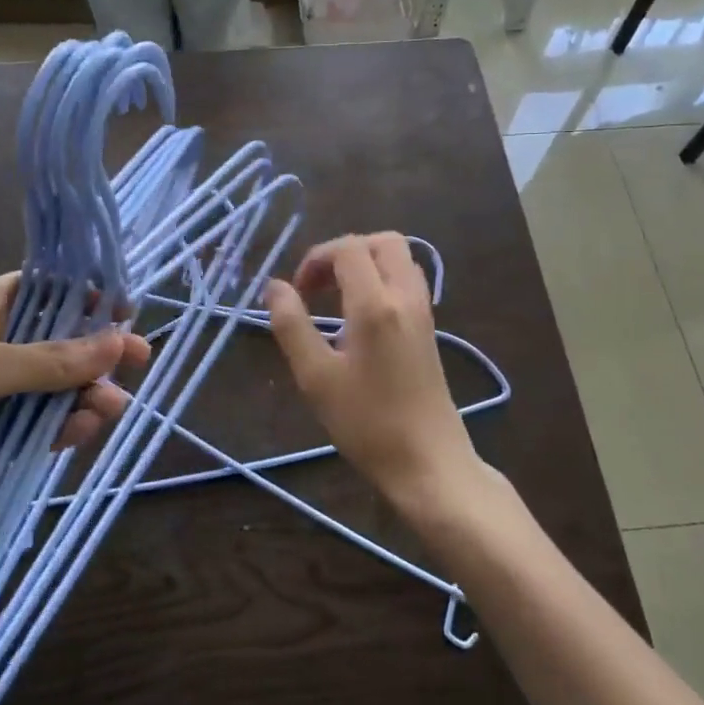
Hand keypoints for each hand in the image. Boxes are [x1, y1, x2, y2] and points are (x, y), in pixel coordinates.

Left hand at [0, 273, 149, 543]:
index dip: (86, 297)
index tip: (125, 308)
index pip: (45, 291)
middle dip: (98, 351)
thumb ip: (52, 359)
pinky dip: (68, 426)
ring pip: (59, 388)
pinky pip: (45, 426)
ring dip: (88, 394)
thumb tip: (119, 341)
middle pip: (60, 342)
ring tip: (111, 406)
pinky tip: (85, 429)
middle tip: (140, 358)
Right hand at [266, 233, 481, 511]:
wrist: (428, 462)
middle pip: (383, 242)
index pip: (348, 249)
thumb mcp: (316, 377)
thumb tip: (274, 286)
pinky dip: (382, 281)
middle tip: (319, 285)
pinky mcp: (430, 330)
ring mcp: (423, 313)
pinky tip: (361, 318)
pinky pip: (408, 282)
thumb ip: (292, 325)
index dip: (316, 258)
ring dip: (366, 264)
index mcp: (375, 304)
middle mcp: (406, 297)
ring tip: (337, 298)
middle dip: (345, 252)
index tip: (297, 292)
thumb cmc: (367, 423)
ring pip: (400, 259)